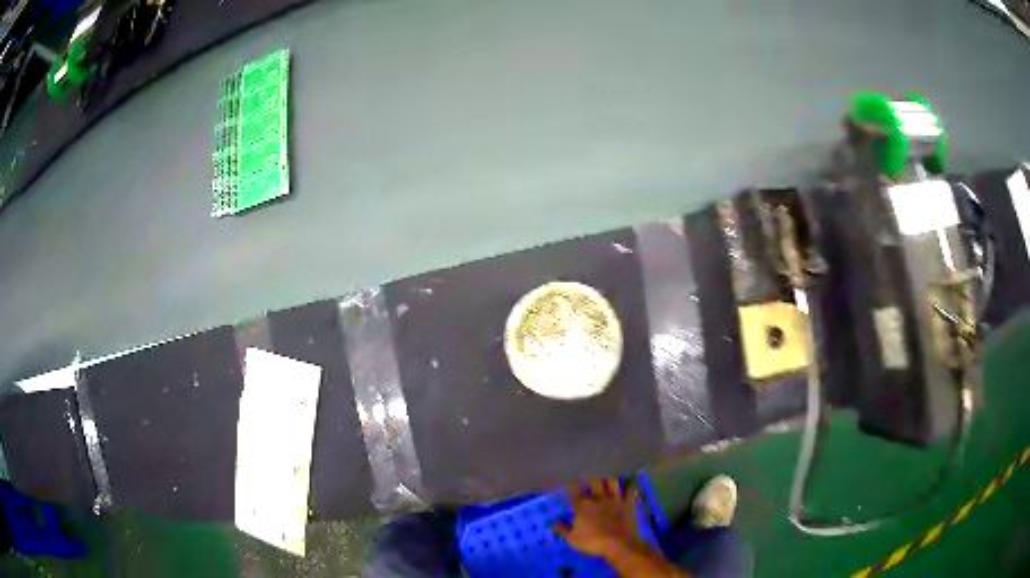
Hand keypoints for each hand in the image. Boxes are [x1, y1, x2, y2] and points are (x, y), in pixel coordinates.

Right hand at [554, 478, 642, 558]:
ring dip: (608, 481)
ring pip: (612, 481)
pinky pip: (631, 490)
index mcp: (583, 505)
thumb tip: (554, 522)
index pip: (574, 490)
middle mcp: (598, 497)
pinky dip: (631, 487)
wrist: (618, 544)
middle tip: (588, 484)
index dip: (571, 487)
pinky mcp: (629, 503)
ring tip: (606, 484)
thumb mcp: (572, 539)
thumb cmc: (593, 542)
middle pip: (594, 481)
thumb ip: (562, 529)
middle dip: (590, 481)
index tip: (569, 486)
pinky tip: (629, 487)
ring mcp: (615, 499)